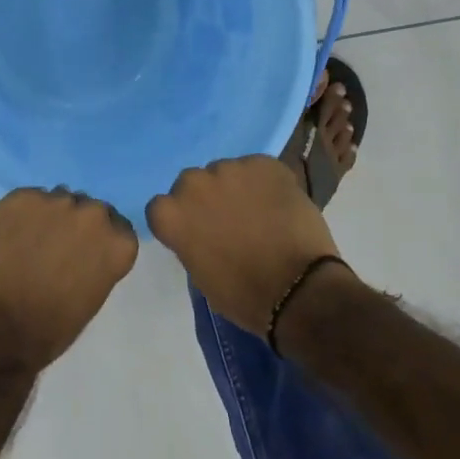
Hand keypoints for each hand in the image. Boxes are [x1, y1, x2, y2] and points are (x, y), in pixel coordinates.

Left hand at [0, 188, 138, 370]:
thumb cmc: (50, 328)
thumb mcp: (91, 296)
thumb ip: (96, 261)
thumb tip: (81, 248)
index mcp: (117, 242)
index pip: (117, 225)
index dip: (98, 237)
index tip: (84, 252)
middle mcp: (92, 213)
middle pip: (87, 208)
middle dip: (74, 223)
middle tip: (54, 247)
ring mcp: (55, 201)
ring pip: (55, 200)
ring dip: (47, 217)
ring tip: (27, 243)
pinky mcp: (19, 198)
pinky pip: (25, 200)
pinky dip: (19, 216)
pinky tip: (7, 239)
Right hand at [147, 156, 348, 336]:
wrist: (297, 290)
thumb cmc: (242, 294)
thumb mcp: (200, 273)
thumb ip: (191, 240)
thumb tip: (202, 231)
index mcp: (171, 214)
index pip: (161, 206)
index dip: (180, 218)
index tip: (196, 232)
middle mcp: (194, 183)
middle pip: (192, 183)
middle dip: (206, 197)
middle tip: (229, 220)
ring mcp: (230, 168)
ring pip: (227, 172)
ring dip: (237, 188)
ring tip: (260, 212)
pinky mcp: (265, 163)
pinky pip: (258, 169)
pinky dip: (266, 183)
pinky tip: (280, 205)